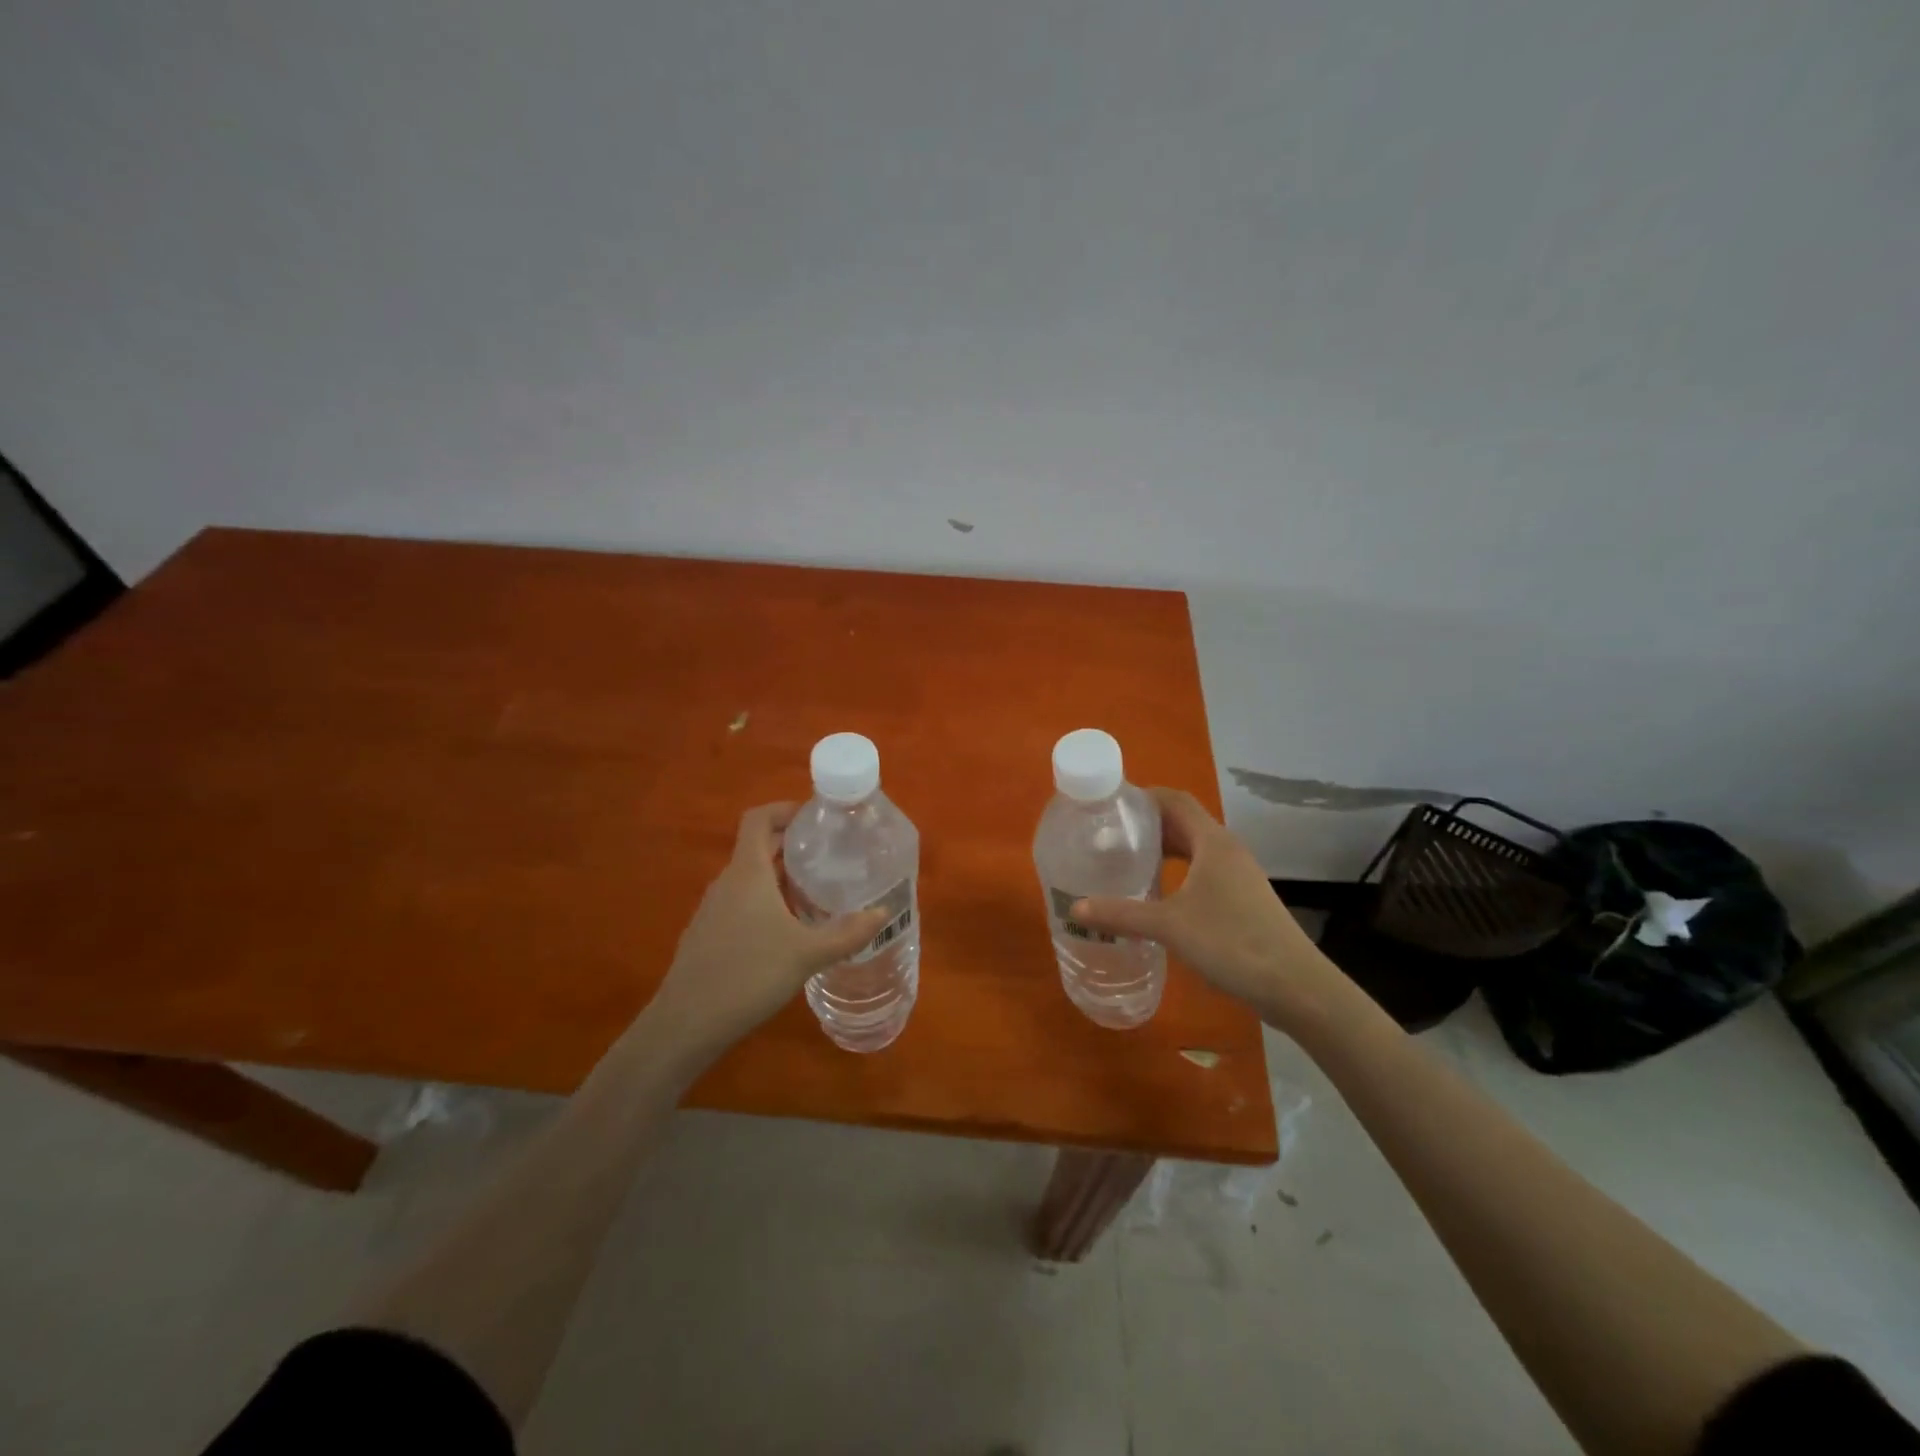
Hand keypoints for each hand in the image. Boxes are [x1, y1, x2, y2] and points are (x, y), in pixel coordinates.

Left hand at [645, 803, 888, 1058]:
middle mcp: (727, 882)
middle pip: (759, 847)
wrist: (685, 1024)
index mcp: (747, 872)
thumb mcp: (807, 954)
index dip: (785, 809)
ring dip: (782, 878)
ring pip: (751, 878)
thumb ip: (848, 932)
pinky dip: (768, 903)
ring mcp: (714, 909)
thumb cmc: (748, 975)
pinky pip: (742, 902)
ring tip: (818, 895)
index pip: (759, 818)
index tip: (817, 817)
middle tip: (832, 855)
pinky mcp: (709, 934)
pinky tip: (790, 932)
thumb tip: (883, 912)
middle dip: (794, 846)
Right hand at [1070, 788, 1351, 1035]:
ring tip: (1128, 862)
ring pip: (1195, 849)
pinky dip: (1179, 872)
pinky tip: (1159, 895)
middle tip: (1110, 836)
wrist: (1295, 986)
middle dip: (1147, 825)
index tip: (1110, 805)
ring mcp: (1239, 875)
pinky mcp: (1243, 899)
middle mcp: (1227, 850)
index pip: (1175, 800)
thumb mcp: (1169, 926)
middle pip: (1184, 823)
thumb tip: (1075, 907)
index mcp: (1213, 842)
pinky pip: (1203, 871)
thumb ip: (1121, 914)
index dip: (1144, 796)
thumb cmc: (1232, 943)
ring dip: (1164, 850)